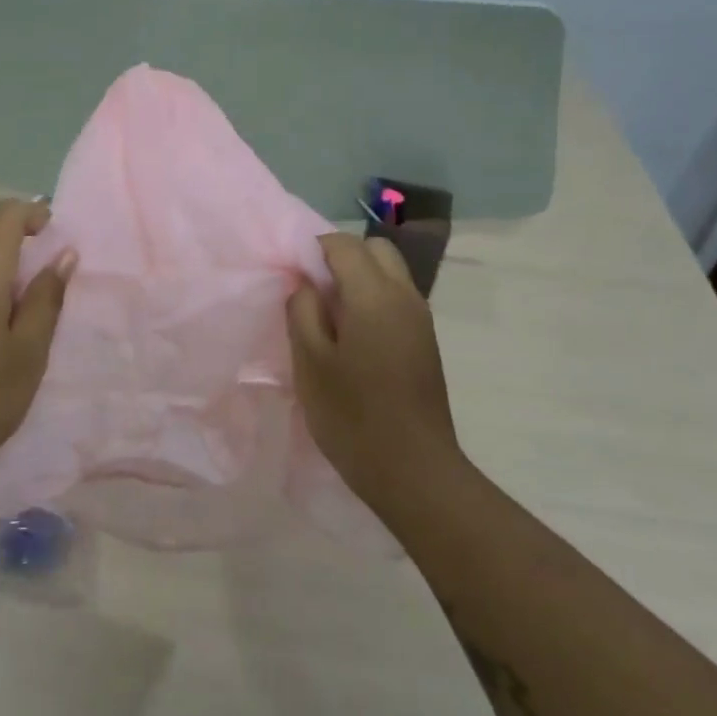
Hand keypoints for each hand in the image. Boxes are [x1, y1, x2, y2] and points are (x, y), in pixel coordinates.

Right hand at [287, 234, 462, 511]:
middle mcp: (404, 296)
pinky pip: (396, 299)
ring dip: (359, 279)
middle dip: (341, 258)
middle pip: (375, 249)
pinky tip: (352, 339)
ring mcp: (420, 319)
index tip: (291, 277)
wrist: (414, 471)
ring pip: (389, 273)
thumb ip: (302, 311)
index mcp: (374, 295)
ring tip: (329, 318)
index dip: (313, 250)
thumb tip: (304, 283)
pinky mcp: (425, 342)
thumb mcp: (310, 362)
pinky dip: (373, 300)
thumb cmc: (352, 416)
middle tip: (313, 293)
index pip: (344, 244)